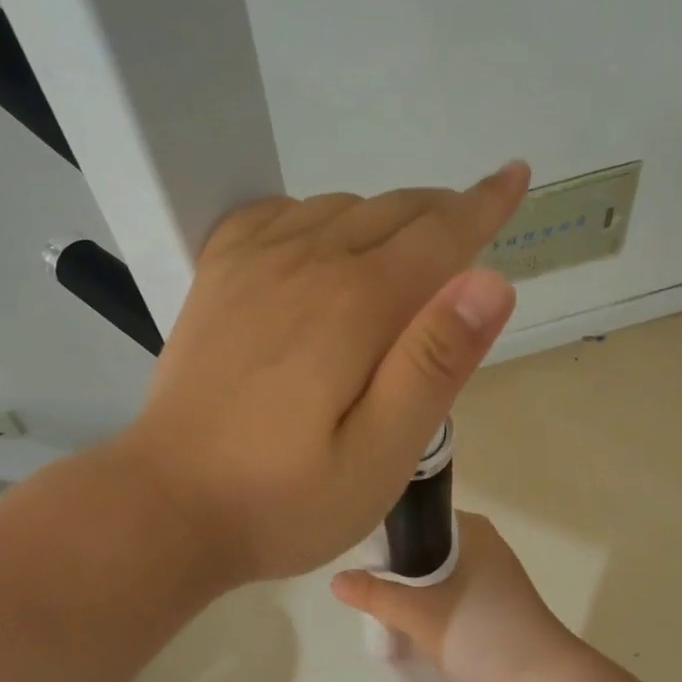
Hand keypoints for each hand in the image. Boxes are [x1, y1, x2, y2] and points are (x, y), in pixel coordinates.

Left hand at [120, 164, 528, 585]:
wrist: (166, 506)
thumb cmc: (284, 500)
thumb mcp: (381, 456)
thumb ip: (434, 366)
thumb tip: (489, 282)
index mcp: (357, 305)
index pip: (441, 234)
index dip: (486, 205)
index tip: (515, 175)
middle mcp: (307, 262)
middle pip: (393, 212)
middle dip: (441, 215)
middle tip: (468, 236)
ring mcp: (253, 263)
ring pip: (340, 207)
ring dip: (384, 219)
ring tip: (403, 257)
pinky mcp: (217, 277)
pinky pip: (276, 214)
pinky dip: (314, 215)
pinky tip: (319, 245)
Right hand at [330, 512, 584, 681]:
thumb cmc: (481, 630)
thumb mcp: (419, 612)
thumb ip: (376, 595)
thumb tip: (336, 580)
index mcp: (471, 532)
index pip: (419, 519)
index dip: (387, 536)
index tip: (361, 559)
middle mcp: (482, 549)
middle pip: (423, 554)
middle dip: (395, 577)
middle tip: (367, 596)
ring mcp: (490, 584)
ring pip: (435, 584)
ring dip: (410, 603)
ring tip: (382, 622)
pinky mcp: (492, 615)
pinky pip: (449, 608)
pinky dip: (429, 621)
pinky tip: (406, 641)